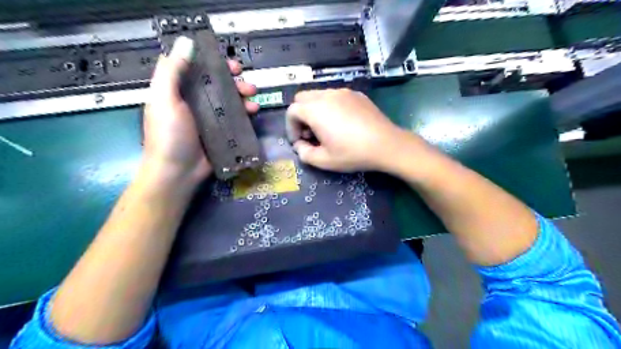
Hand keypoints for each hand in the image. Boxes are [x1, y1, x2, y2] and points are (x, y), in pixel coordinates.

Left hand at [143, 35, 259, 185]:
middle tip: (246, 82)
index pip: (197, 69)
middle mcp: (195, 102)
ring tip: (253, 99)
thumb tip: (186, 42)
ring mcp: (210, 118)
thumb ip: (172, 71)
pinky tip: (254, 112)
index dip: (213, 62)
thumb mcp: (165, 100)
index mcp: (178, 91)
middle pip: (217, 85)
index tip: (229, 63)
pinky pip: (236, 118)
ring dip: (243, 96)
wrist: (178, 173)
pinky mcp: (222, 132)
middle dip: (234, 81)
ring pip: (229, 100)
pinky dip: (246, 113)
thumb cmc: (168, 135)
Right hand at [286, 89, 427, 172]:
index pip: (292, 111)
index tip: (300, 141)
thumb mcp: (324, 161)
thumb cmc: (353, 153)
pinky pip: (335, 96)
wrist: (386, 144)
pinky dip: (330, 107)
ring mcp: (343, 92)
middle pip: (302, 98)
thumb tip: (300, 145)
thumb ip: (304, 153)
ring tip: (326, 129)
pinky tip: (342, 123)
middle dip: (301, 116)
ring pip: (319, 95)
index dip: (291, 127)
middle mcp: (327, 95)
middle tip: (311, 134)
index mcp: (315, 110)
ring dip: (315, 110)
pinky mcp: (356, 94)